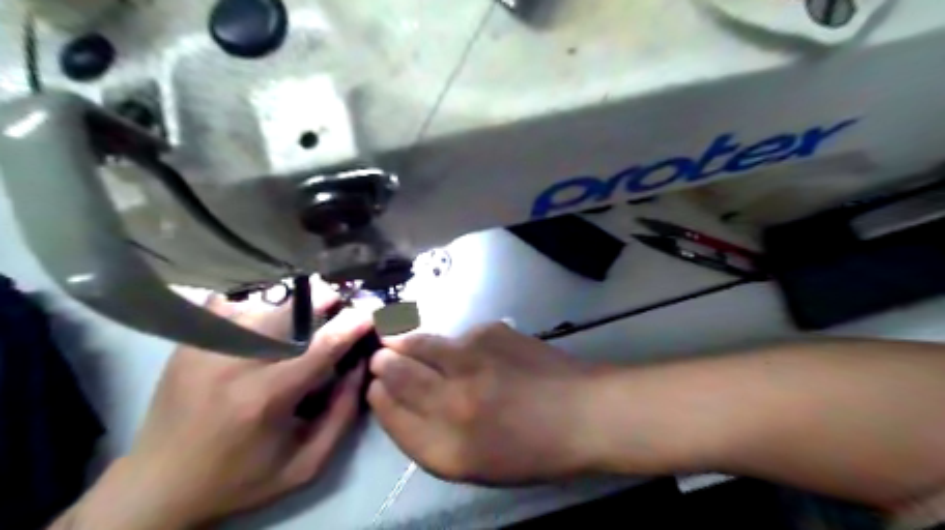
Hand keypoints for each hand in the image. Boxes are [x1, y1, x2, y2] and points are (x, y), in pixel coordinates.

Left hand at [65, 285, 373, 528]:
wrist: (158, 487)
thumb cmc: (240, 479)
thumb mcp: (305, 464)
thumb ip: (342, 415)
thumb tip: (361, 366)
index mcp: (265, 398)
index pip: (321, 346)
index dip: (352, 325)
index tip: (371, 313)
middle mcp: (233, 364)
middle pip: (289, 312)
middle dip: (322, 300)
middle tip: (340, 301)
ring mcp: (205, 348)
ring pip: (261, 303)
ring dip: (291, 302)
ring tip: (307, 307)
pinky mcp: (188, 344)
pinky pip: (228, 305)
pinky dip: (254, 301)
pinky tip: (266, 310)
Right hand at [367, 321, 595, 485]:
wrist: (582, 412)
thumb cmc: (532, 450)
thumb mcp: (476, 464)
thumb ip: (432, 437)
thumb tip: (401, 401)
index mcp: (446, 448)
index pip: (391, 414)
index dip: (379, 399)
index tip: (376, 388)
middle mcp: (451, 401)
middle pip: (396, 373)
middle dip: (383, 363)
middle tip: (380, 357)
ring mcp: (470, 361)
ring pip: (419, 343)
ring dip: (403, 341)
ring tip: (397, 338)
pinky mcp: (489, 332)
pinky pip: (456, 336)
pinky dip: (451, 342)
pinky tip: (466, 349)